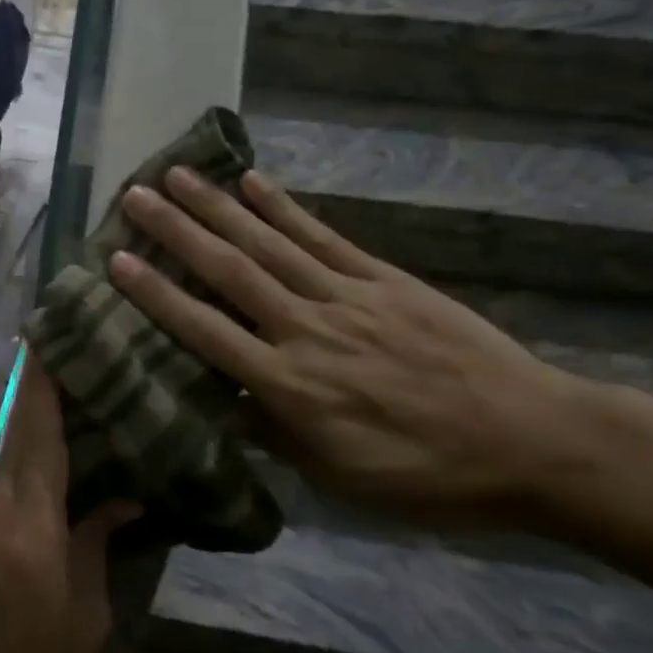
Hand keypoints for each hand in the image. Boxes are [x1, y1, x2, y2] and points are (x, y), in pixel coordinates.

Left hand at [0, 357, 139, 652]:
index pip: (39, 436)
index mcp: (31, 522)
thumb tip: (123, 497)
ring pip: (10, 448)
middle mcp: (0, 505)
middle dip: (37, 384)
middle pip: (19, 430)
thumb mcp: (85, 614)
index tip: (50, 339)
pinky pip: (7, 474)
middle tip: (65, 345)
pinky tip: (55, 442)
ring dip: (33, 412)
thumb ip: (97, 544)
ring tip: (69, 382)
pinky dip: (28, 447)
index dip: (44, 385)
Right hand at [109, 168, 591, 518]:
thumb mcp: (339, 478)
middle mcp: (309, 330)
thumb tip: (221, 403)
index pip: (208, 333)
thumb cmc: (427, 474)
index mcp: (292, 387)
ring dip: (219, 207)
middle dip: (177, 231)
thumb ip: (274, 434)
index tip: (118, 261)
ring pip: (270, 245)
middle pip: (231, 272)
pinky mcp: (384, 279)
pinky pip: (324, 238)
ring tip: (178, 174)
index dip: (158, 295)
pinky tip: (253, 182)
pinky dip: (285, 208)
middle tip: (135, 194)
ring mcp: (348, 297)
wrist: (534, 442)